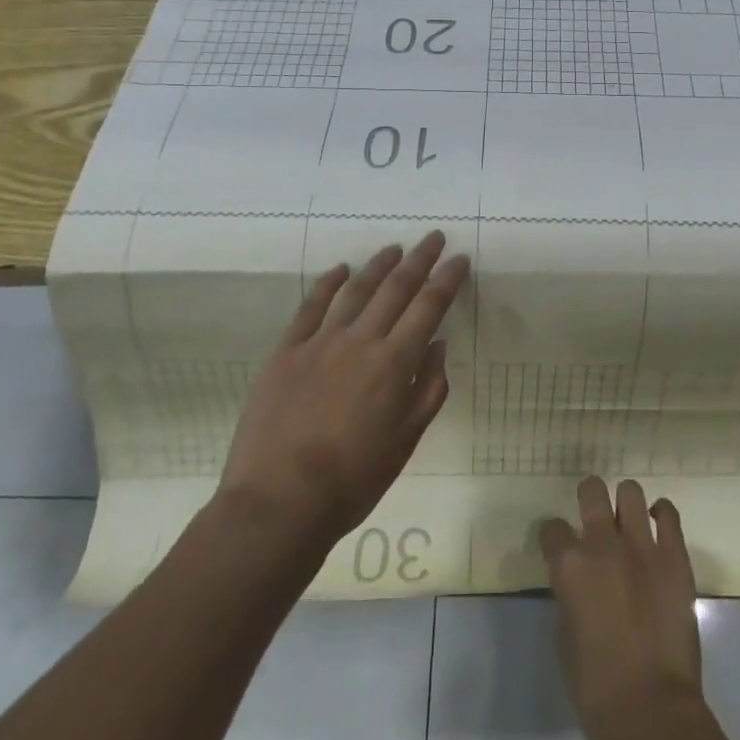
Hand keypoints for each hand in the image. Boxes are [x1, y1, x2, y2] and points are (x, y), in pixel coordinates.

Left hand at [216, 231, 468, 560]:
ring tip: (394, 248)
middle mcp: (361, 340)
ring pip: (355, 289)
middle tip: (434, 238)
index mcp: (394, 363)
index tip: (459, 259)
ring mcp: (320, 342)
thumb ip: (428, 389)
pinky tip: (340, 270)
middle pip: (396, 287)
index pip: (429, 307)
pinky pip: (310, 306)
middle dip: (419, 259)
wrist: (279, 501)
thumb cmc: (353, 480)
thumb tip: (437, 345)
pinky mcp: (287, 351)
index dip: (447, 279)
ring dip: (378, 264)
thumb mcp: (406, 441)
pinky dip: (328, 283)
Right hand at [541, 477, 702, 739]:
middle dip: (589, 498)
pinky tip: (657, 526)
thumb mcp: (564, 636)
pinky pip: (668, 514)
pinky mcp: (675, 558)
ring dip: (625, 504)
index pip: (551, 528)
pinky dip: (661, 515)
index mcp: (569, 566)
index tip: (559, 546)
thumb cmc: (595, 687)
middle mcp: (602, 544)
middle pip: (591, 491)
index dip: (554, 537)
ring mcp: (642, 547)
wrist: (651, 712)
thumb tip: (579, 584)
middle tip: (594, 517)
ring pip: (630, 491)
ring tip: (628, 522)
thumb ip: (569, 596)